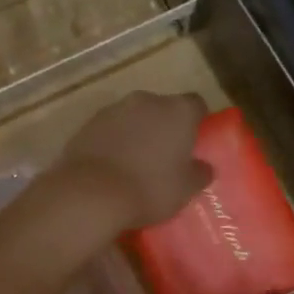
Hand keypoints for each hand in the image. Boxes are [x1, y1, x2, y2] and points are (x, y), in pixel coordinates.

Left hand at [54, 91, 212, 232]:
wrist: (91, 193)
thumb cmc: (150, 187)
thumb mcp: (186, 189)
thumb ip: (200, 173)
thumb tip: (204, 166)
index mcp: (178, 111)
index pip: (196, 104)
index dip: (197, 121)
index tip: (194, 141)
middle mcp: (147, 100)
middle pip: (163, 107)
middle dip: (165, 126)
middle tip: (166, 154)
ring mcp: (115, 109)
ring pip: (134, 116)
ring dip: (138, 131)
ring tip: (136, 161)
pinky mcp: (89, 122)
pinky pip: (110, 128)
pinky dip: (114, 140)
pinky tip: (112, 165)